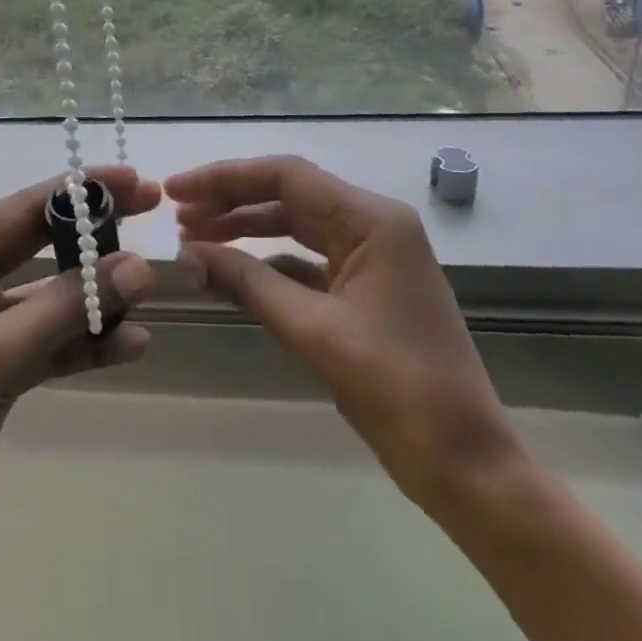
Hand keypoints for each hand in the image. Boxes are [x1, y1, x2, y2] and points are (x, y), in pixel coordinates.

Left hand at [0, 166, 158, 571]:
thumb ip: (65, 309)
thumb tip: (138, 267)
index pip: (23, 210)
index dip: (80, 193)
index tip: (136, 182)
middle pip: (39, 245)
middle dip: (93, 238)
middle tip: (152, 218)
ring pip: (48, 299)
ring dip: (95, 300)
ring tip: (149, 299)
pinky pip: (47, 343)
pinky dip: (84, 344)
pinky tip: (129, 346)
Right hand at [168, 155, 521, 521]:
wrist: (466, 464)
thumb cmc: (397, 389)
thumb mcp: (314, 331)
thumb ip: (248, 283)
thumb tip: (188, 254)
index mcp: (372, 221)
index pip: (286, 177)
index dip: (225, 179)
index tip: (176, 190)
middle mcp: (373, 226)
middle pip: (289, 196)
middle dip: (230, 202)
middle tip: (177, 216)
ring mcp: (371, 258)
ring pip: (295, 228)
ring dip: (245, 231)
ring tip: (194, 240)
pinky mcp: (365, 290)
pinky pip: (306, 262)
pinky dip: (267, 265)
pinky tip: (230, 275)